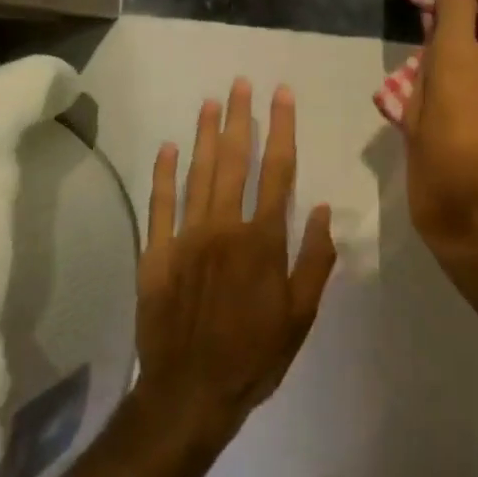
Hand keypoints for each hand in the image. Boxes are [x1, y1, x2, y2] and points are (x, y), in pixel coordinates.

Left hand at [135, 78, 337, 445]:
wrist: (190, 392)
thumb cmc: (255, 355)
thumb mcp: (301, 315)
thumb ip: (313, 260)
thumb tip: (320, 210)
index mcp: (263, 241)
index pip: (277, 171)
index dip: (281, 129)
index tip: (281, 95)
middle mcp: (225, 228)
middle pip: (234, 161)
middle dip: (239, 119)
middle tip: (241, 83)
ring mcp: (186, 238)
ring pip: (197, 174)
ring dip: (204, 136)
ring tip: (210, 102)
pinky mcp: (157, 254)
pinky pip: (160, 205)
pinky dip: (163, 174)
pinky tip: (167, 147)